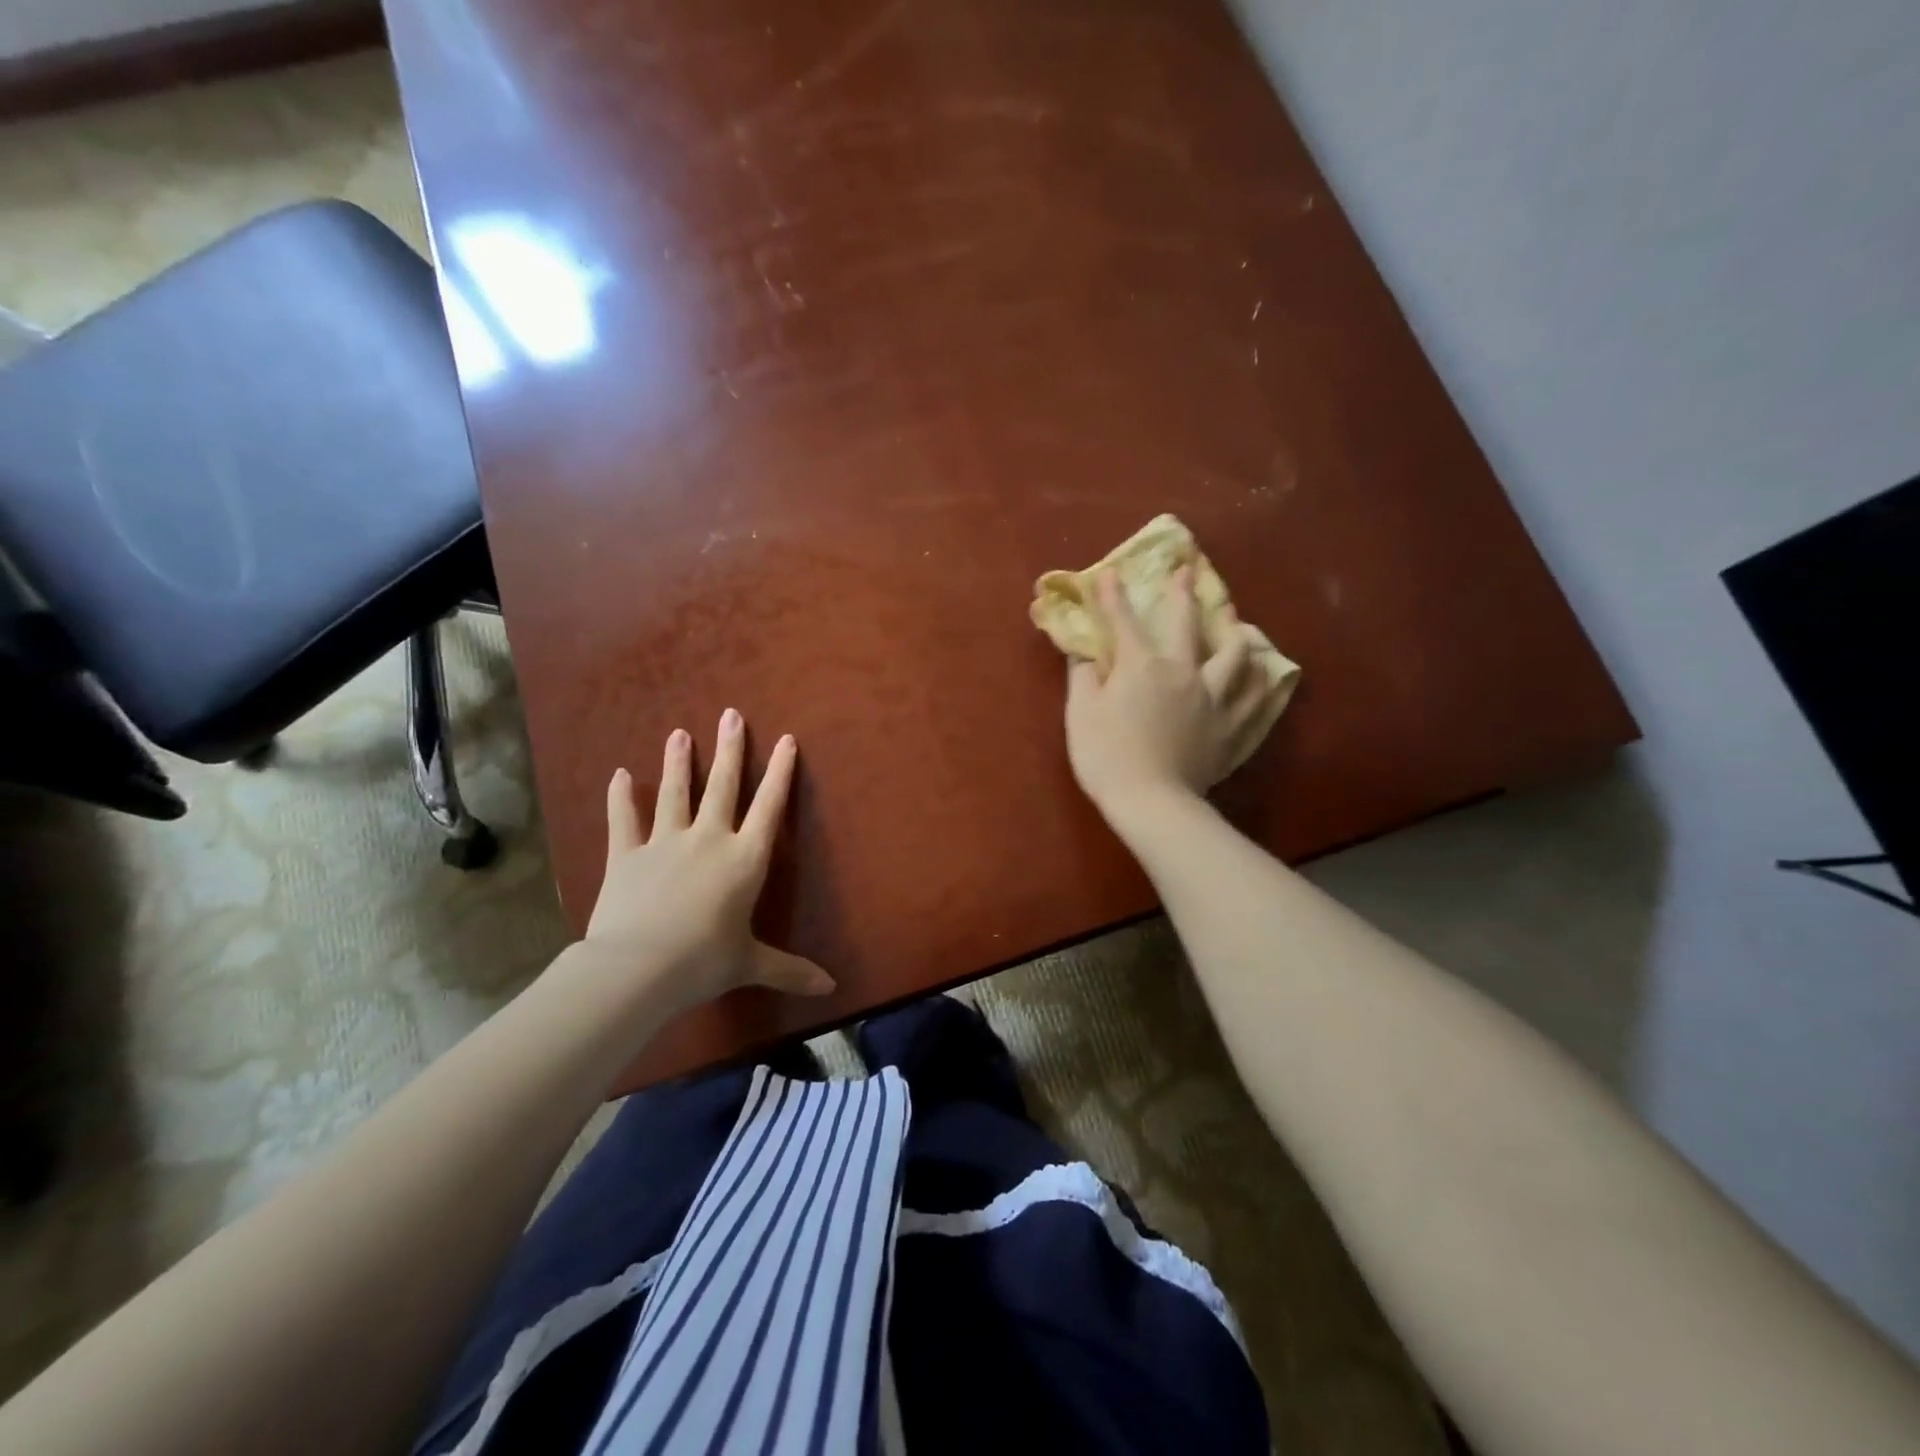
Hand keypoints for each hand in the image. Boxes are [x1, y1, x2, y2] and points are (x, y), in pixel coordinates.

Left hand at [583, 710, 834, 1013]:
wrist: (637, 968)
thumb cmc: (703, 962)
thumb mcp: (750, 965)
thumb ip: (789, 970)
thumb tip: (831, 989)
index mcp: (744, 860)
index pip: (769, 807)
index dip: (779, 772)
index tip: (785, 739)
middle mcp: (708, 840)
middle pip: (723, 786)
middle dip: (730, 749)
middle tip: (730, 714)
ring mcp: (664, 843)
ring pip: (675, 793)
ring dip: (679, 762)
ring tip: (679, 733)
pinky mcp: (626, 855)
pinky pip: (624, 819)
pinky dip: (621, 797)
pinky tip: (620, 775)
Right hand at [1065, 567, 1262, 813]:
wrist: (1151, 802)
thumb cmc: (1106, 755)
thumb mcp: (1081, 713)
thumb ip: (1083, 676)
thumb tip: (1084, 652)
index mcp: (1143, 665)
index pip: (1125, 621)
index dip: (1114, 596)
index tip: (1111, 573)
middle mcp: (1185, 671)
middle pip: (1189, 624)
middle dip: (1185, 594)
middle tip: (1189, 573)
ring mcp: (1215, 698)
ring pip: (1239, 656)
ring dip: (1238, 634)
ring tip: (1239, 627)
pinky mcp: (1233, 727)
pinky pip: (1258, 699)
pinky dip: (1262, 683)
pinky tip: (1265, 676)